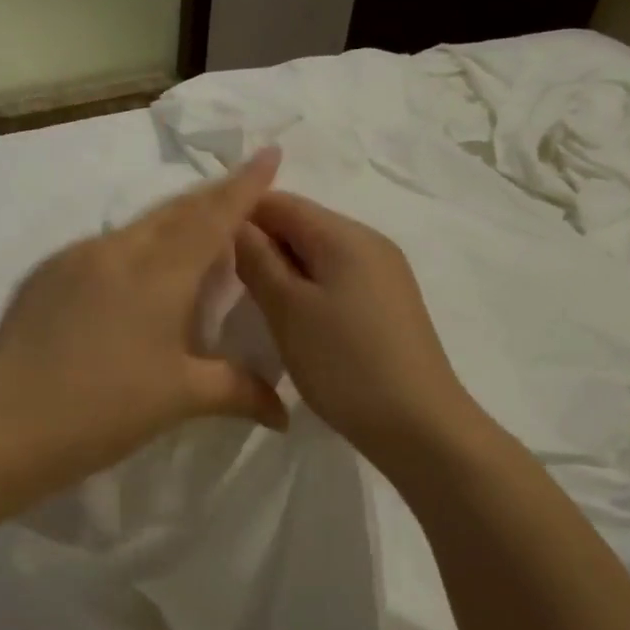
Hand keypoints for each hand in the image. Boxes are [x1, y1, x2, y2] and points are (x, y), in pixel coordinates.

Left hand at [0, 151, 289, 508]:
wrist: (4, 424)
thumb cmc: (103, 410)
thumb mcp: (179, 399)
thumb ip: (238, 391)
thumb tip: (285, 411)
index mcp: (158, 272)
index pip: (212, 216)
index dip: (244, 185)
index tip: (269, 152)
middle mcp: (118, 250)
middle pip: (175, 211)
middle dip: (212, 197)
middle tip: (241, 193)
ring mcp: (76, 257)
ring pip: (138, 227)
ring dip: (173, 223)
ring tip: (195, 238)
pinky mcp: (47, 273)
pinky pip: (104, 247)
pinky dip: (135, 249)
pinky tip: (136, 277)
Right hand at [234, 191, 472, 468]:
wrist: (420, 427)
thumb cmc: (345, 363)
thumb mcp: (287, 309)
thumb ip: (257, 259)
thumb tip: (235, 223)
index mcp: (345, 234)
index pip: (280, 202)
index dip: (240, 217)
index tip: (208, 250)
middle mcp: (369, 241)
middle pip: (301, 224)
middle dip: (262, 245)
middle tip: (228, 282)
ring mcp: (384, 272)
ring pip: (317, 253)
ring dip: (283, 270)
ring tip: (257, 304)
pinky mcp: (389, 302)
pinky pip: (337, 277)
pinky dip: (308, 288)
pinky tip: (296, 320)